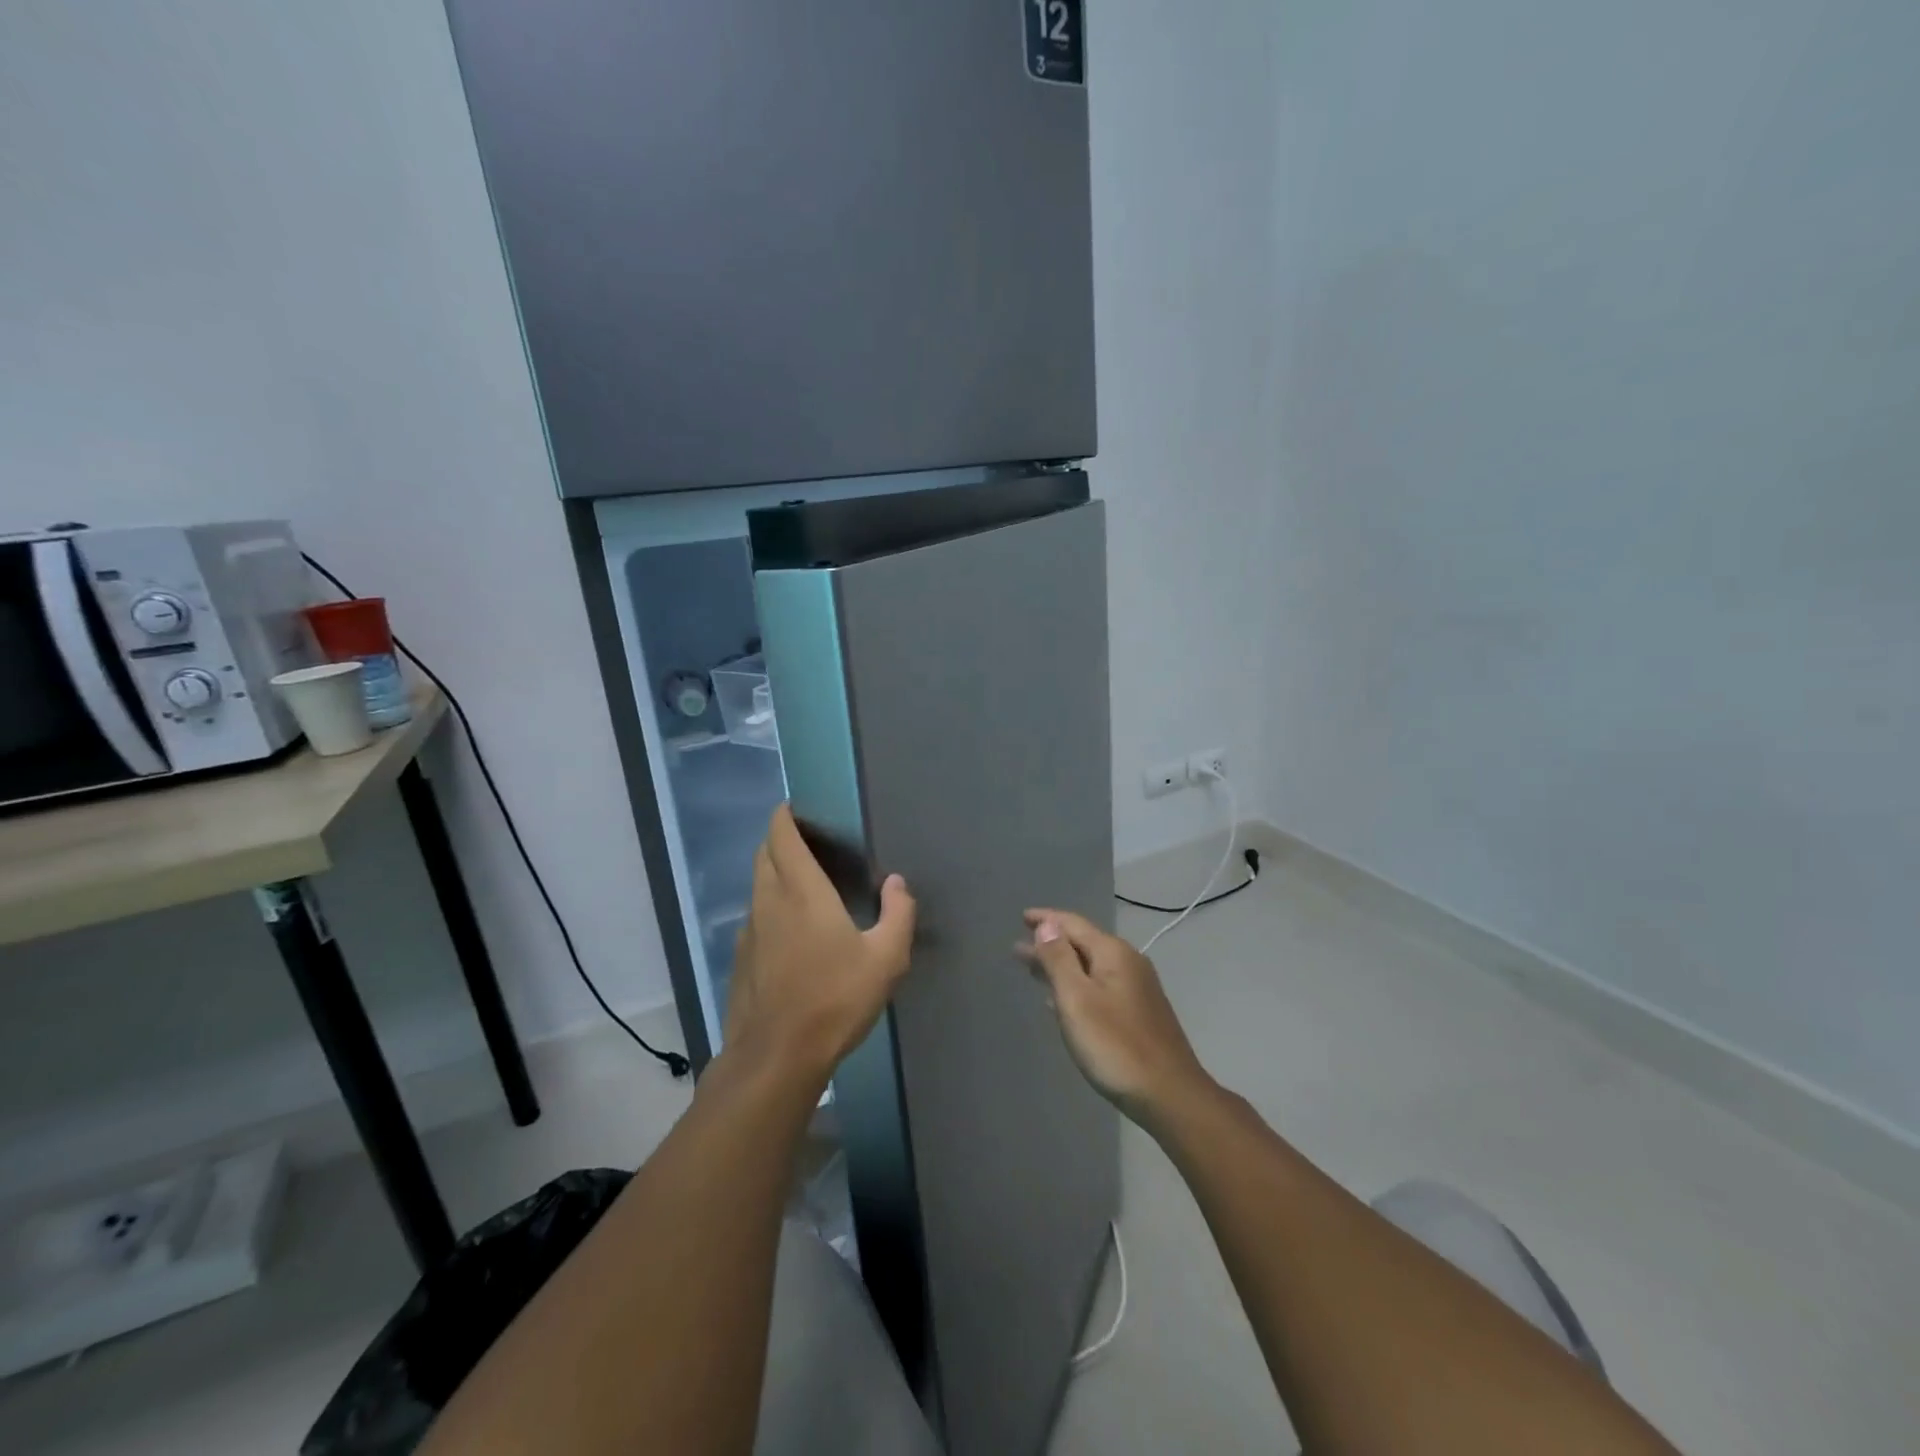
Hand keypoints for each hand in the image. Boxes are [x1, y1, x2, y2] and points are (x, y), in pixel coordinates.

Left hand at [723, 804, 916, 1089]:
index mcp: (802, 891)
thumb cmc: (835, 1000)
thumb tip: (897, 883)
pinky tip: (789, 930)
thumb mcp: (886, 960)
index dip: (785, 816)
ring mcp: (750, 929)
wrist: (776, 1056)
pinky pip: (754, 915)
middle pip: (764, 854)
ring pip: (756, 885)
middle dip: (779, 839)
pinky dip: (768, 905)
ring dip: (772, 872)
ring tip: (801, 881)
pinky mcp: (741, 957)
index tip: (796, 807)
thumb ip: (898, 915)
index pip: (782, 836)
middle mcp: (769, 901)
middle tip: (806, 840)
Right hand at [1021, 909, 1212, 1124]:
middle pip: (1082, 944)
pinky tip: (1061, 1002)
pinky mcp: (1139, 1013)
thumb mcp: (1077, 999)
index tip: (1022, 917)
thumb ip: (1059, 959)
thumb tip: (1047, 925)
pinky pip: (1099, 987)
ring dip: (1060, 967)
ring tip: (1032, 970)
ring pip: (1090, 967)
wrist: (1169, 1094)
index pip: (1073, 924)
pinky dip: (1075, 986)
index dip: (1046, 919)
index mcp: (1113, 953)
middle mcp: (1128, 963)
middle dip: (1049, 944)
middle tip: (1018, 948)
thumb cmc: (1115, 1045)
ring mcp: (1137, 989)